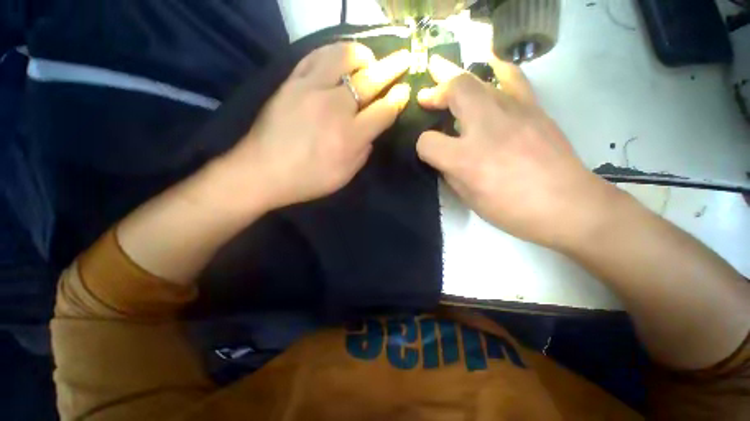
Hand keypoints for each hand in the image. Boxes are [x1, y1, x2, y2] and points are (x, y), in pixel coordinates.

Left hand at [218, 42, 410, 210]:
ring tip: (369, 59)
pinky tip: (341, 58)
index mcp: (350, 137)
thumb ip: (363, 152)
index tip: (405, 90)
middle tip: (404, 59)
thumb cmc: (308, 179)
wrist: (263, 171)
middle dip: (392, 68)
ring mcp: (311, 89)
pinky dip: (334, 52)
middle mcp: (335, 108)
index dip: (398, 99)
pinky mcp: (292, 82)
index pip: (383, 111)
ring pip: (344, 57)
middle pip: (370, 80)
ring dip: (363, 55)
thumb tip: (370, 131)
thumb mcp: (345, 176)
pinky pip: (316, 56)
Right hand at [416, 56, 621, 249]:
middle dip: (436, 93)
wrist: (568, 205)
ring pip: (479, 80)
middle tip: (428, 99)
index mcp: (465, 160)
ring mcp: (512, 112)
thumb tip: (443, 158)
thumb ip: (450, 174)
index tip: (427, 151)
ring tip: (449, 86)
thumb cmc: (513, 210)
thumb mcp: (470, 199)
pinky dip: (496, 71)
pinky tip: (489, 71)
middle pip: (454, 91)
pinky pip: (512, 78)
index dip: (423, 146)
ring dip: (457, 82)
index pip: (428, 142)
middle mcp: (485, 129)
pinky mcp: (533, 108)